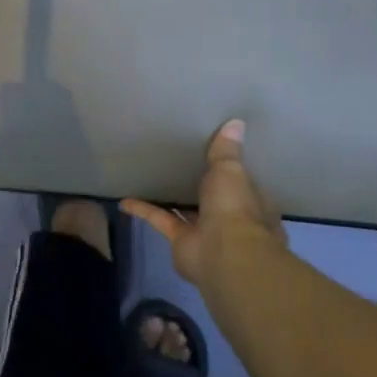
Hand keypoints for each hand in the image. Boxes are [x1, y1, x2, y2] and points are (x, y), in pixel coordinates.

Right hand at [124, 120, 284, 288]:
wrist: (223, 254)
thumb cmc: (235, 208)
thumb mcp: (230, 171)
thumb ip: (226, 150)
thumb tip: (236, 122)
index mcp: (252, 202)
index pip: (243, 184)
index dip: (232, 173)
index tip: (218, 157)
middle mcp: (231, 219)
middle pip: (215, 200)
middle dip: (203, 188)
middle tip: (183, 165)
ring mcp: (206, 233)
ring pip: (188, 211)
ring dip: (172, 199)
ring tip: (155, 179)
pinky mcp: (181, 242)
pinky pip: (161, 220)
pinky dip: (144, 210)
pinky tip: (124, 200)